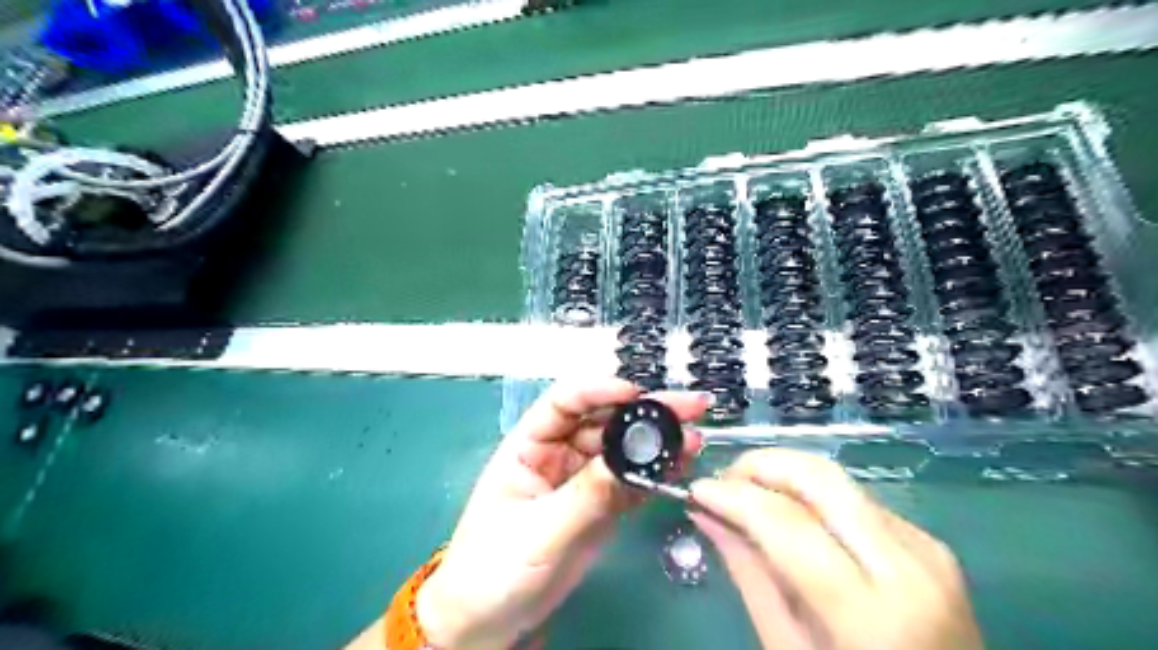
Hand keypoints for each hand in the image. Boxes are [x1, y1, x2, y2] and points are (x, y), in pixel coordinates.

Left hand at [416, 377, 704, 647]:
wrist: (490, 623)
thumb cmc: (493, 569)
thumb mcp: (537, 531)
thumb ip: (584, 496)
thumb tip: (628, 463)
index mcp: (530, 446)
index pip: (564, 403)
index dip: (598, 391)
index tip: (635, 393)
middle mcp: (559, 454)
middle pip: (603, 421)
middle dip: (644, 411)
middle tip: (688, 406)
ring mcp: (582, 480)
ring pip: (622, 450)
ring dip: (657, 442)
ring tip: (693, 436)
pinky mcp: (600, 507)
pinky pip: (631, 483)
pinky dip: (655, 474)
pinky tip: (680, 465)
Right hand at [689, 449, 979, 648]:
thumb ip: (748, 575)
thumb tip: (706, 514)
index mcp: (871, 614)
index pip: (787, 523)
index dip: (734, 496)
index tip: (697, 489)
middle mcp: (906, 566)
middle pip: (820, 478)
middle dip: (761, 464)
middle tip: (724, 481)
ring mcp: (925, 549)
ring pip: (838, 479)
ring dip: (784, 474)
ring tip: (748, 492)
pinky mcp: (929, 542)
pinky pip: (857, 499)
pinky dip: (814, 495)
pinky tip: (792, 514)